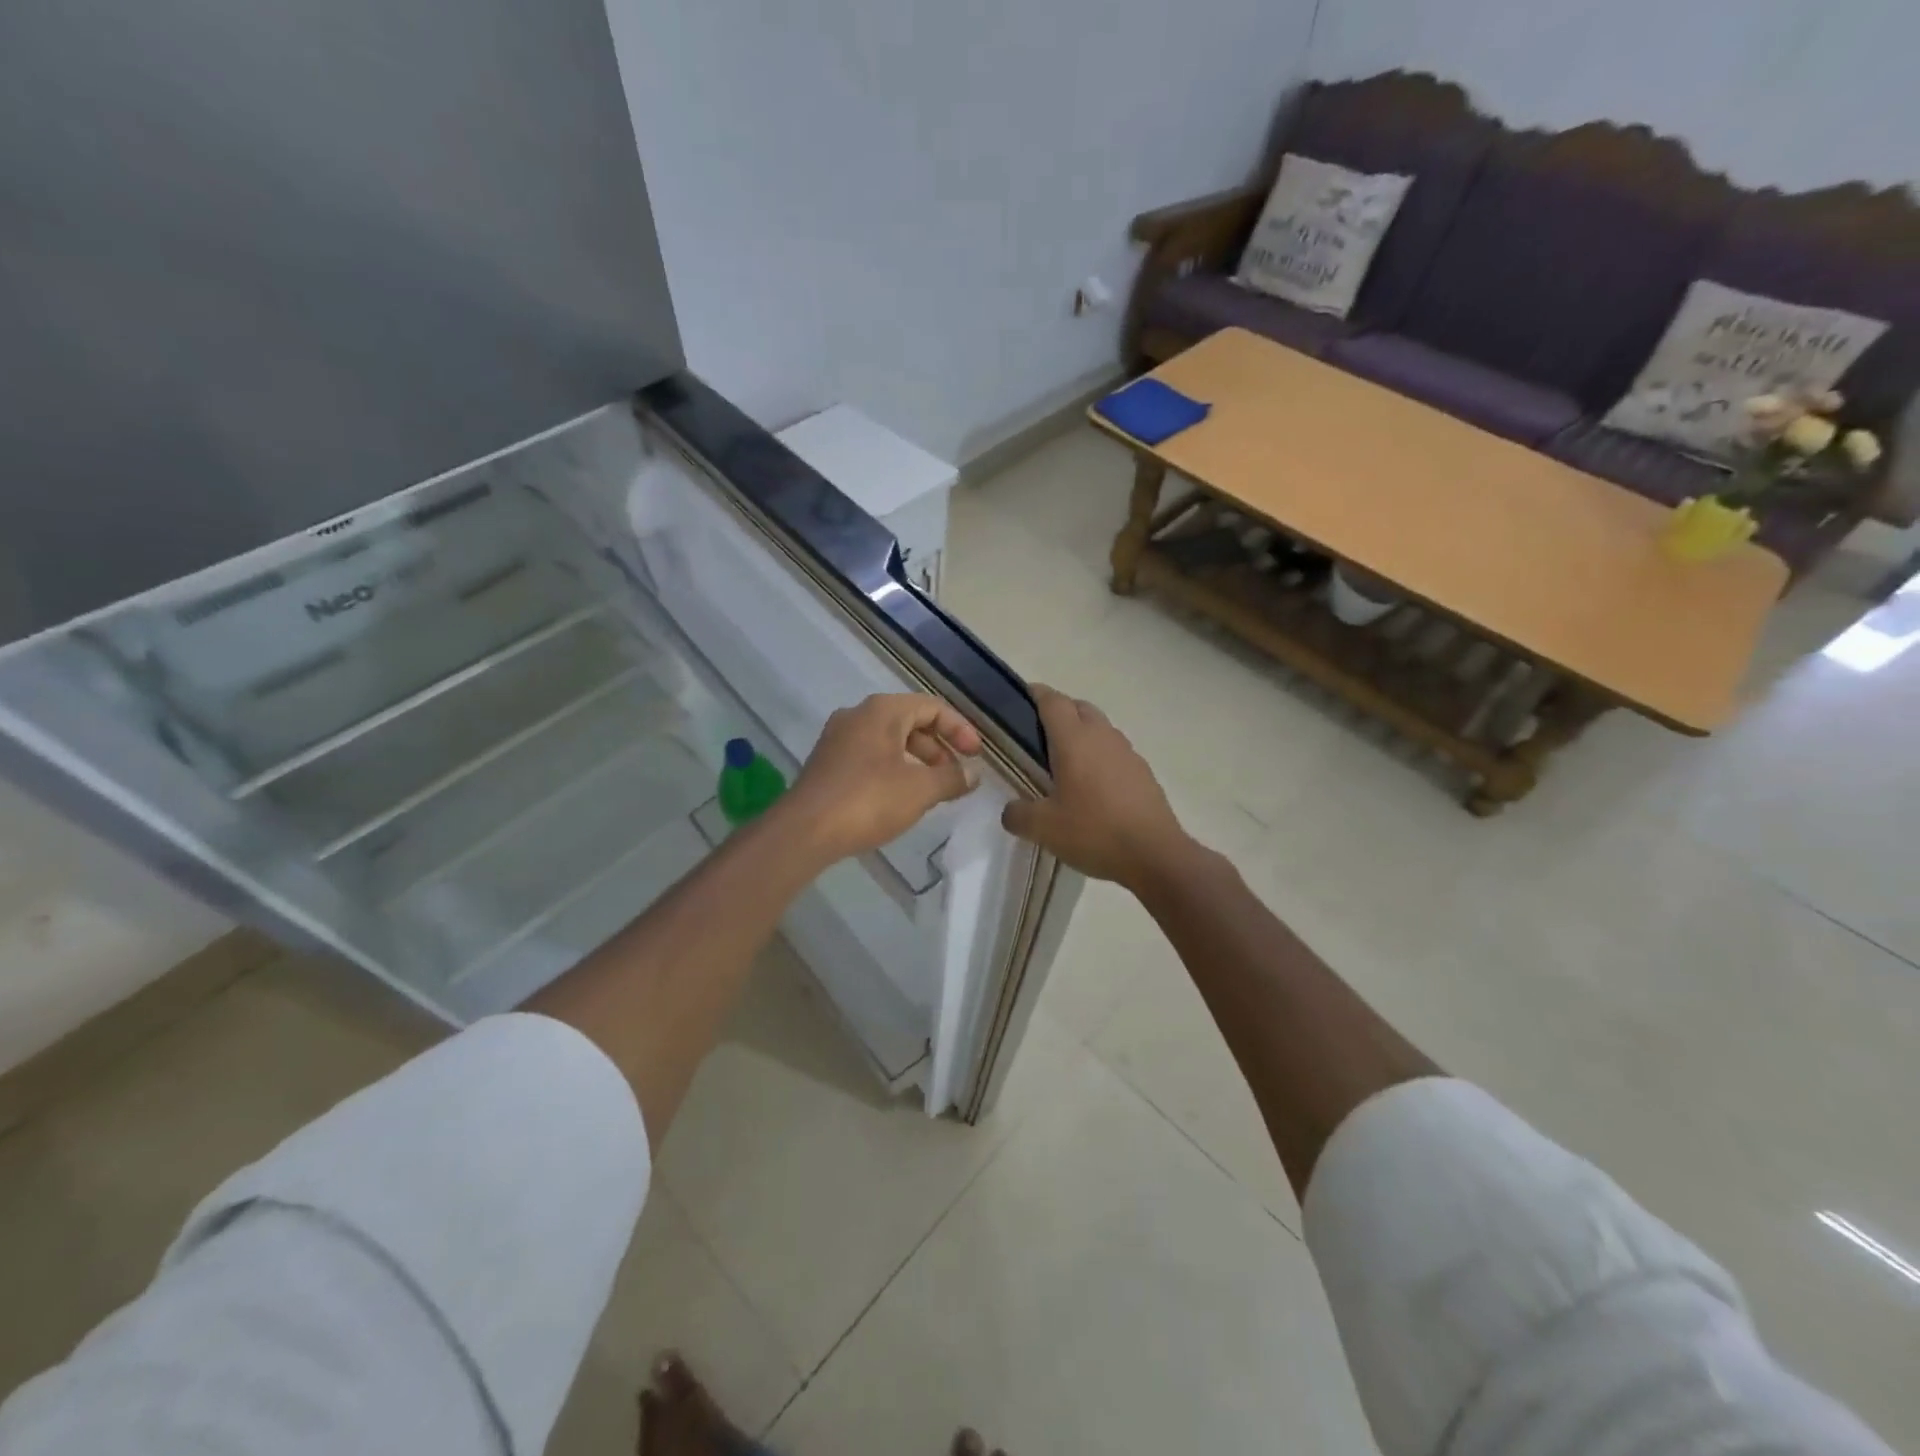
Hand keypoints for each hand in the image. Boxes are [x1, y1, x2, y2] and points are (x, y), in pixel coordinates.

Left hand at [783, 694, 982, 864]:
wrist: (804, 831)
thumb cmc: (868, 800)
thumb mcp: (920, 789)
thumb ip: (952, 778)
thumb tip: (973, 775)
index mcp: (881, 711)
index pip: (932, 707)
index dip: (960, 729)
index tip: (976, 757)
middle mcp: (857, 715)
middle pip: (910, 721)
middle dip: (939, 748)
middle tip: (956, 776)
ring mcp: (838, 738)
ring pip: (889, 740)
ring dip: (917, 760)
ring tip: (934, 790)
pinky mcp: (827, 763)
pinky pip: (870, 756)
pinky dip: (894, 769)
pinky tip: (901, 797)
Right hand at [1000, 685, 1189, 890]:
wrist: (1155, 854)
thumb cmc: (1094, 831)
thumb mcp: (1043, 828)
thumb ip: (1018, 814)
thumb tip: (1011, 810)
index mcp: (1074, 739)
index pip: (1052, 701)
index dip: (1035, 694)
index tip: (1020, 699)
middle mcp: (1102, 736)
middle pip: (1079, 707)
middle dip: (1059, 712)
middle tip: (1038, 736)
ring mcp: (1127, 752)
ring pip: (1100, 728)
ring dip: (1082, 734)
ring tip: (1065, 763)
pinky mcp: (1143, 772)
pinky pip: (1115, 752)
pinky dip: (1100, 757)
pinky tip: (1093, 787)